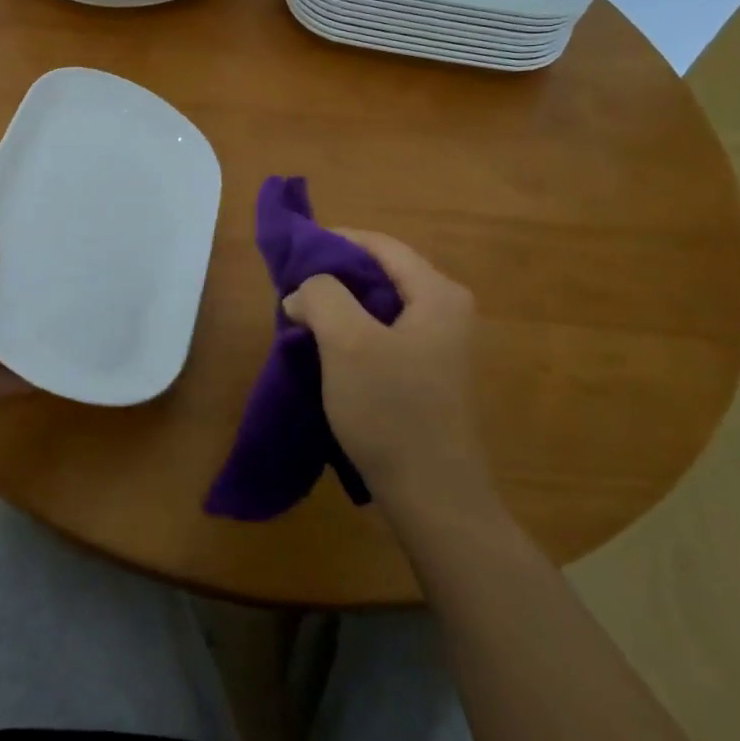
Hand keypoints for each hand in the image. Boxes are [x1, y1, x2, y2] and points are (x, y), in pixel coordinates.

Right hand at [283, 229, 498, 518]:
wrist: (434, 499)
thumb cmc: (392, 412)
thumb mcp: (347, 343)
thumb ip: (321, 296)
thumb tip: (303, 292)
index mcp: (437, 294)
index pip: (380, 245)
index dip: (334, 241)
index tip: (292, 255)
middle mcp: (447, 311)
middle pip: (380, 274)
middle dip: (333, 278)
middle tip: (293, 292)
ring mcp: (441, 346)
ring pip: (378, 307)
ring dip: (339, 308)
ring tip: (302, 321)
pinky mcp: (428, 376)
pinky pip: (384, 336)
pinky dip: (352, 335)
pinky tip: (326, 354)